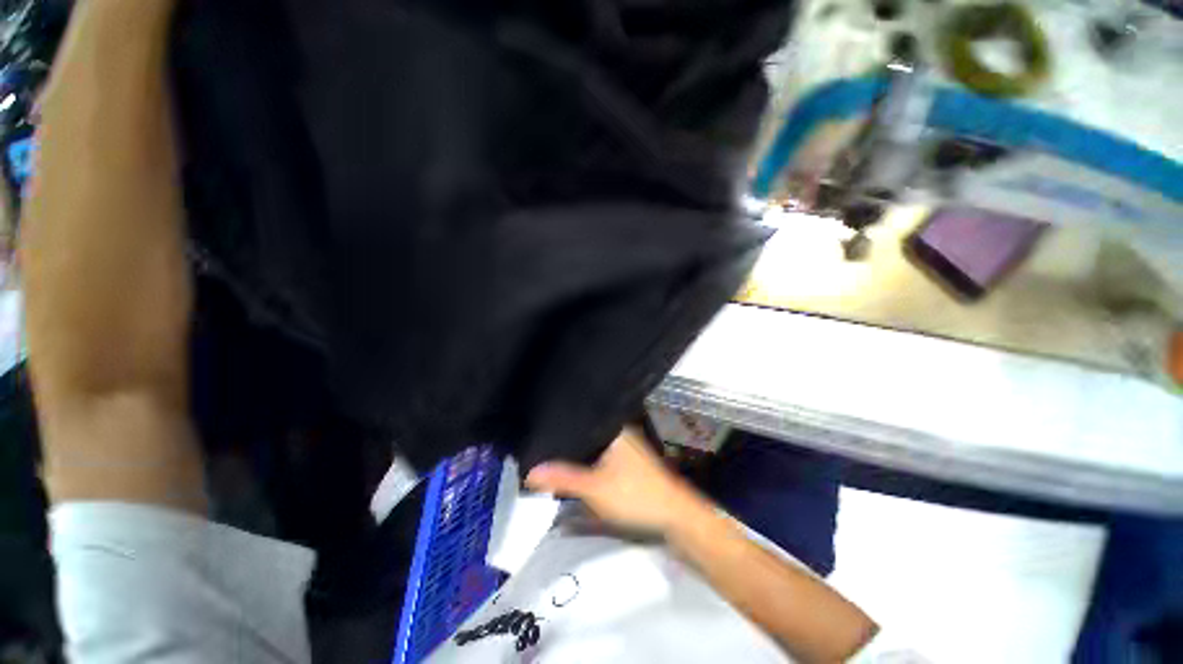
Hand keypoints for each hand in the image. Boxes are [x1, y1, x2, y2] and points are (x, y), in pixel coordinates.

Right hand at [525, 428, 706, 534]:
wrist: (675, 517)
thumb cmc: (635, 495)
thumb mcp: (594, 488)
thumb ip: (562, 477)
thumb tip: (529, 471)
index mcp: (612, 428)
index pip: (579, 419)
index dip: (558, 425)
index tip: (535, 429)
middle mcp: (618, 432)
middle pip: (584, 433)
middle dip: (563, 442)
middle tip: (536, 446)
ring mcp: (623, 448)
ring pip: (591, 447)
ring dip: (574, 454)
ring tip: (547, 455)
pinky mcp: (626, 464)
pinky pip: (599, 458)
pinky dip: (585, 464)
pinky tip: (572, 469)